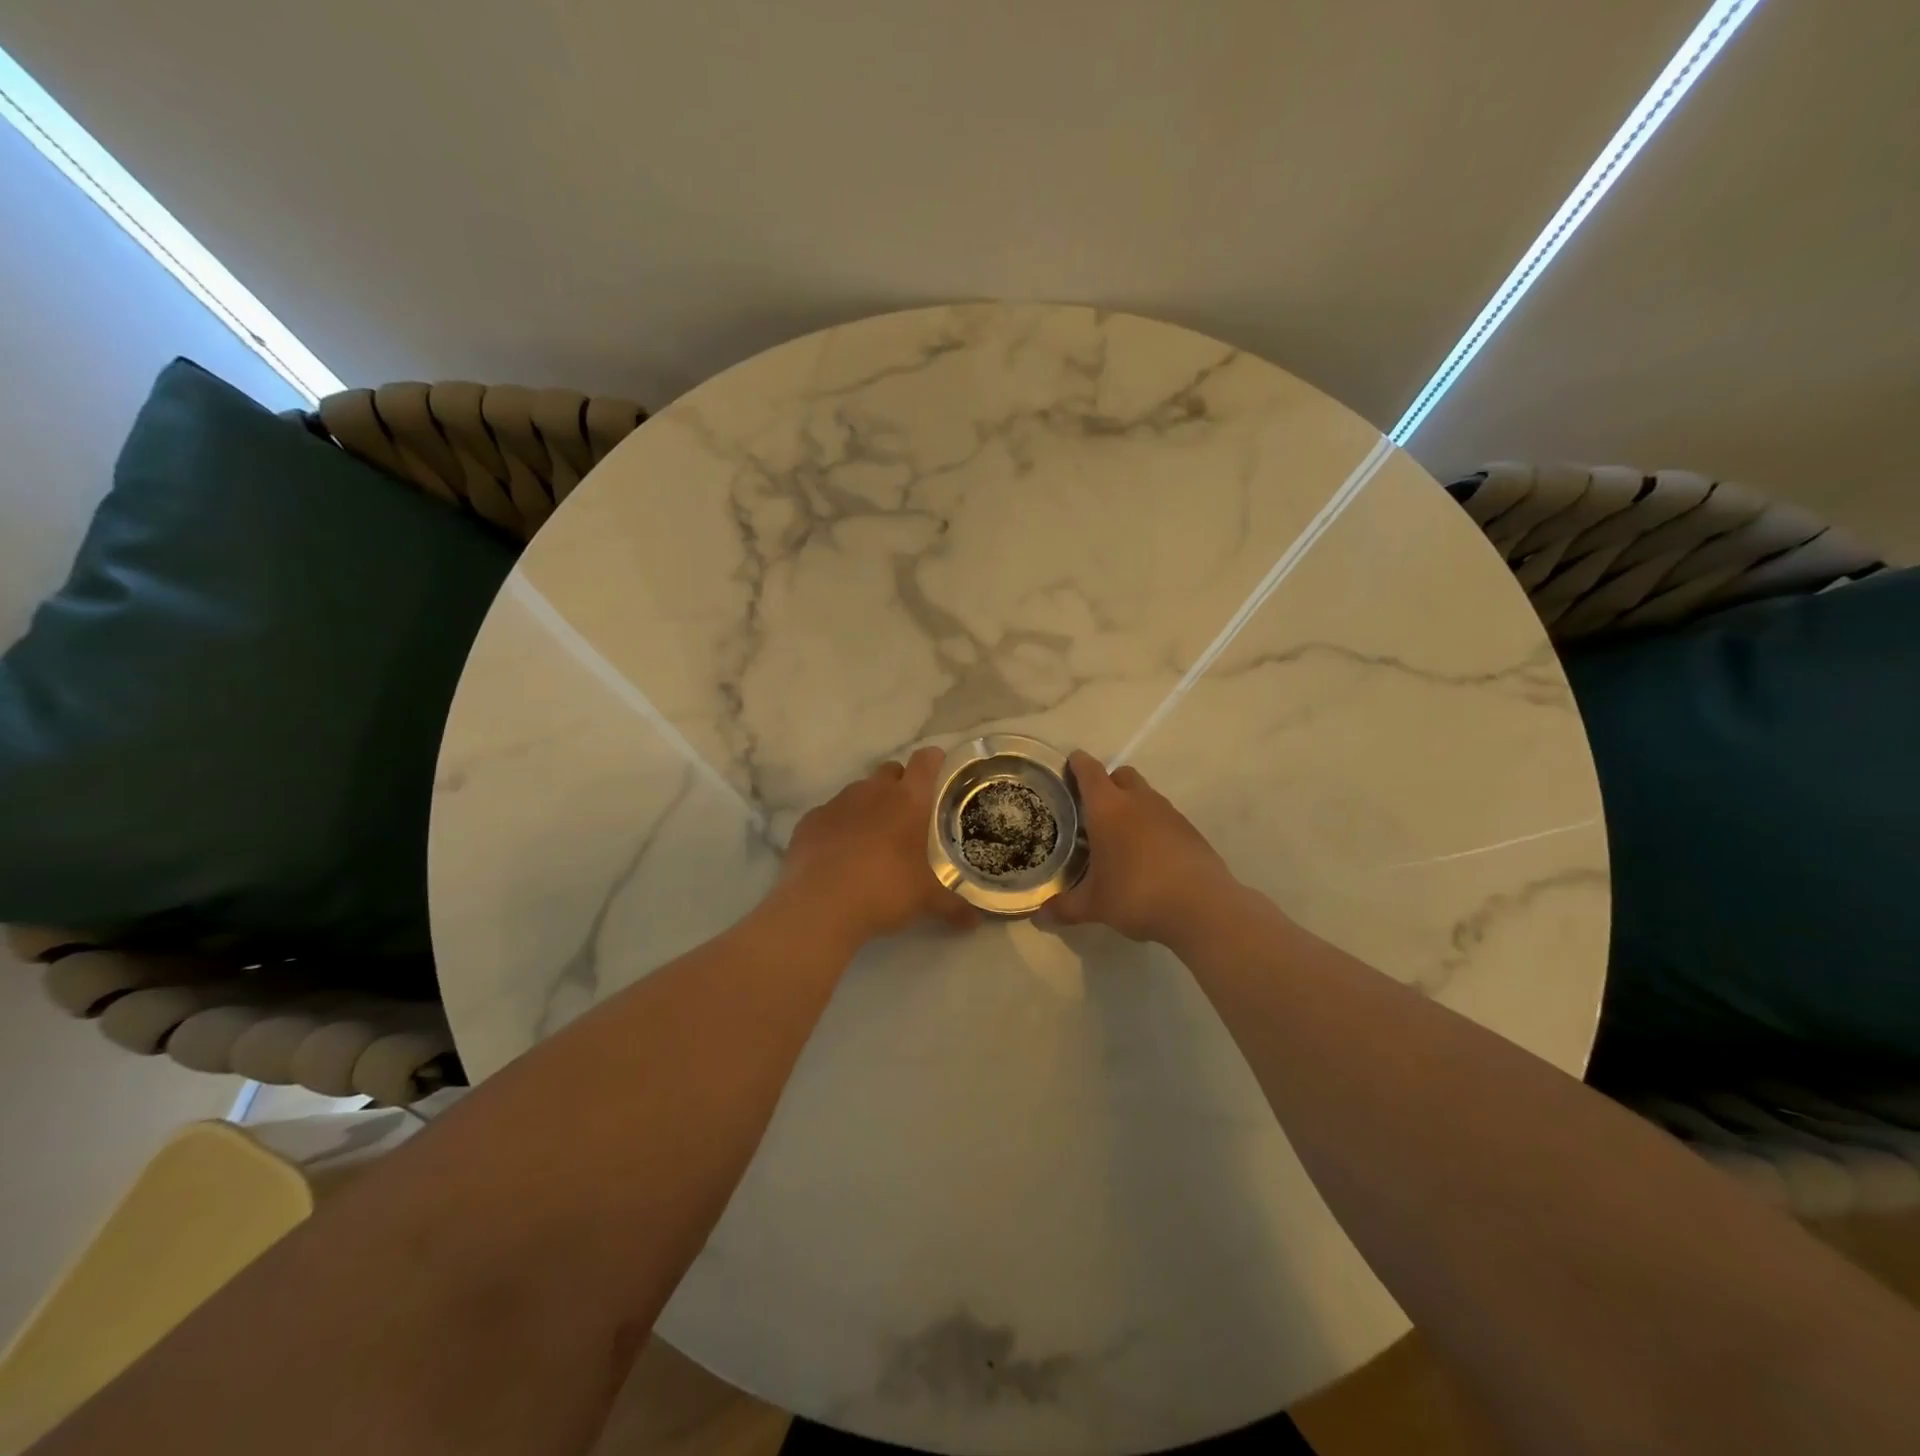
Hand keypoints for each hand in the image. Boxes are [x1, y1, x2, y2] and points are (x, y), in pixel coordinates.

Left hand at [779, 746, 976, 945]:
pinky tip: (838, 854)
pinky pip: (830, 814)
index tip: (941, 774)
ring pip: (858, 791)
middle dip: (900, 784)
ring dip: (868, 805)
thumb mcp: (927, 900)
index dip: (935, 762)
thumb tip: (976, 921)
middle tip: (908, 816)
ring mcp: (837, 802)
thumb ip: (954, 905)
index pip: (926, 760)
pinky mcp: (809, 820)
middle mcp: (873, 791)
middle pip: (891, 770)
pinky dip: (838, 826)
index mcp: (908, 799)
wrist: (819, 906)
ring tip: (873, 838)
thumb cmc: (885, 890)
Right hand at [1042, 751, 1237, 945]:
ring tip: (1120, 837)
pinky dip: (1153, 827)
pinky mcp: (1190, 830)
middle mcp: (1138, 801)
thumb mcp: (1094, 905)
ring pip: (1145, 795)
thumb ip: (1065, 907)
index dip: (1077, 764)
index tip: (1069, 764)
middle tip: (1093, 809)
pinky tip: (1148, 857)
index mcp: (1108, 808)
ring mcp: (1168, 813)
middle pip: (1121, 775)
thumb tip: (1039, 917)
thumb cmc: (1136, 894)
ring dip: (1132, 806)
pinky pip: (1164, 817)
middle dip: (1107, 783)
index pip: (1089, 771)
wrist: (1202, 907)